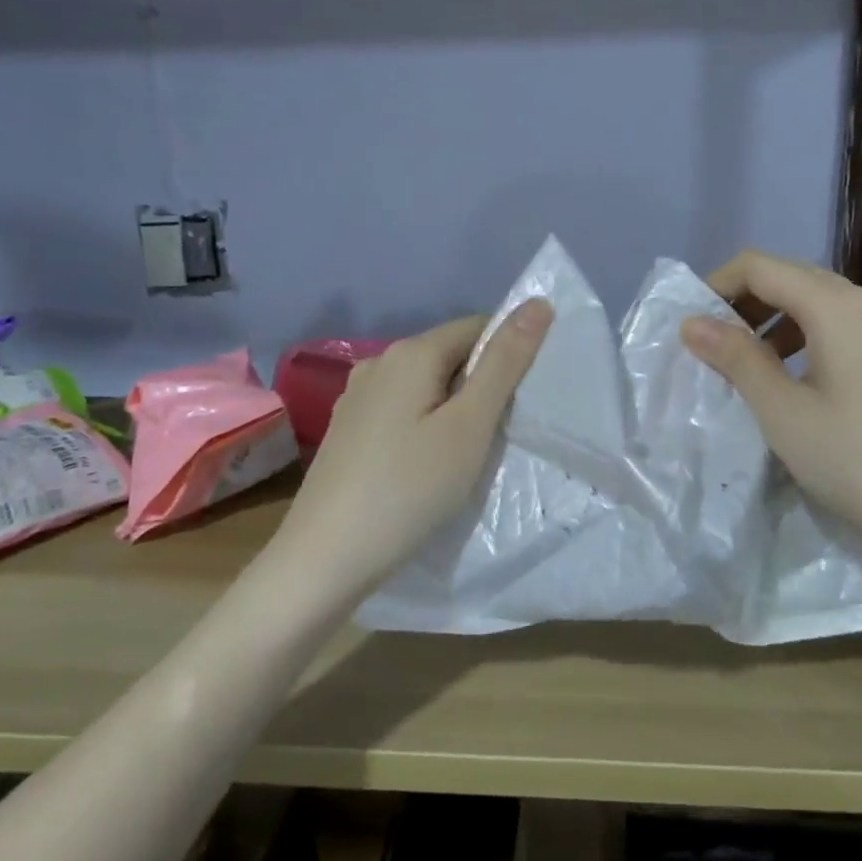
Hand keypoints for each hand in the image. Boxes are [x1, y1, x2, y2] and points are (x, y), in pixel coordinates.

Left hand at [273, 300, 552, 597]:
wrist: (325, 557)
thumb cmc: (409, 488)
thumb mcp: (470, 425)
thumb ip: (504, 363)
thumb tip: (537, 303)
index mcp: (410, 352)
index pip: (477, 327)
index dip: (509, 355)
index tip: (525, 400)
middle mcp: (379, 362)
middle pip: (449, 355)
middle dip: (482, 384)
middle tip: (502, 433)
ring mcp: (357, 397)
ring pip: (426, 386)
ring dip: (454, 407)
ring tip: (470, 452)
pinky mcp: (348, 430)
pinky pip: (402, 410)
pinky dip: (426, 425)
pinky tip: (428, 464)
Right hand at [680, 250, 861, 570]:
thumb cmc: (859, 462)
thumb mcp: (783, 412)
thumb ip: (736, 359)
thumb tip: (693, 323)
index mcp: (838, 305)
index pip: (760, 266)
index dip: (717, 286)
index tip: (691, 326)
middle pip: (792, 278)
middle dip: (745, 303)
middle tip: (711, 346)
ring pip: (821, 303)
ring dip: (775, 321)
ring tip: (748, 364)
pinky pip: (846, 327)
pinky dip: (808, 338)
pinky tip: (798, 379)